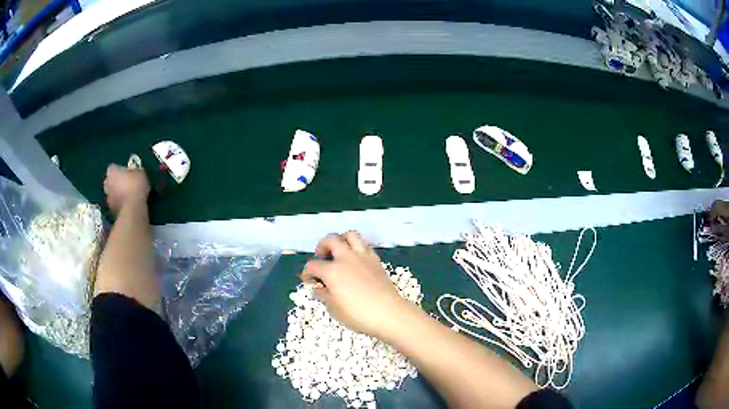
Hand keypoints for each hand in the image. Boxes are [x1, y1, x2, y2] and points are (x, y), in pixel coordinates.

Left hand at [103, 164, 149, 214]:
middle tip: (126, 185)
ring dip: (118, 195)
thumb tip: (134, 171)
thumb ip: (134, 171)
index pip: (113, 168)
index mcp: (112, 172)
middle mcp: (107, 184)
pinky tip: (129, 206)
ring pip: (112, 194)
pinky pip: (116, 205)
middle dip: (116, 183)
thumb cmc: (135, 186)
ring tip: (128, 197)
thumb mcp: (140, 173)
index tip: (127, 173)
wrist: (133, 210)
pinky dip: (120, 205)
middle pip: (110, 181)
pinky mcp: (112, 211)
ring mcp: (108, 199)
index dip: (120, 170)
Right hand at [302, 231, 411, 338]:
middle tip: (322, 257)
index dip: (307, 272)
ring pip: (350, 235)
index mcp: (332, 271)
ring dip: (341, 239)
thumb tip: (318, 287)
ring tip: (339, 251)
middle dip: (322, 246)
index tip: (309, 280)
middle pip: (330, 240)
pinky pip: (364, 245)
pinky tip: (355, 259)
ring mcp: (362, 256)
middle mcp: (346, 258)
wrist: (388, 313)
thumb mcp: (334, 309)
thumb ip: (324, 295)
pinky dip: (356, 247)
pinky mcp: (375, 260)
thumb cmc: (358, 315)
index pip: (313, 265)